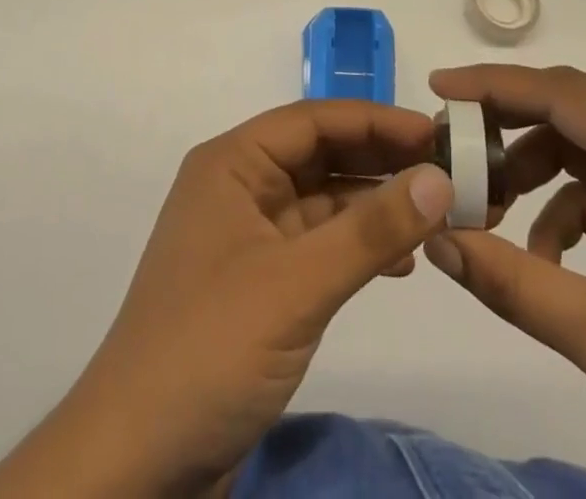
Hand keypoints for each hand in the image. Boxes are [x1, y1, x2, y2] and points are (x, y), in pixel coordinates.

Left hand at [0, 100, 453, 497]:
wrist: (135, 464)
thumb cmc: (209, 350)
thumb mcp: (296, 285)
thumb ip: (370, 230)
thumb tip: (439, 177)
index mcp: (233, 164)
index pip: (313, 121)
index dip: (376, 121)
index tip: (438, 132)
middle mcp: (240, 187)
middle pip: (320, 156)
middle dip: (381, 160)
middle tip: (450, 170)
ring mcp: (249, 237)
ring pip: (323, 200)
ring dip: (376, 204)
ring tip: (437, 214)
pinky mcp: (260, 284)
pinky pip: (319, 245)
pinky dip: (359, 246)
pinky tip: (403, 262)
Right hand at [424, 65, 585, 498]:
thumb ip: (509, 280)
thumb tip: (434, 237)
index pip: (561, 92)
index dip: (493, 86)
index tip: (436, 87)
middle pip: (572, 107)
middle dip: (506, 124)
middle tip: (450, 145)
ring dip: (535, 170)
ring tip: (490, 211)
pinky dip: (568, 204)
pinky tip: (548, 255)